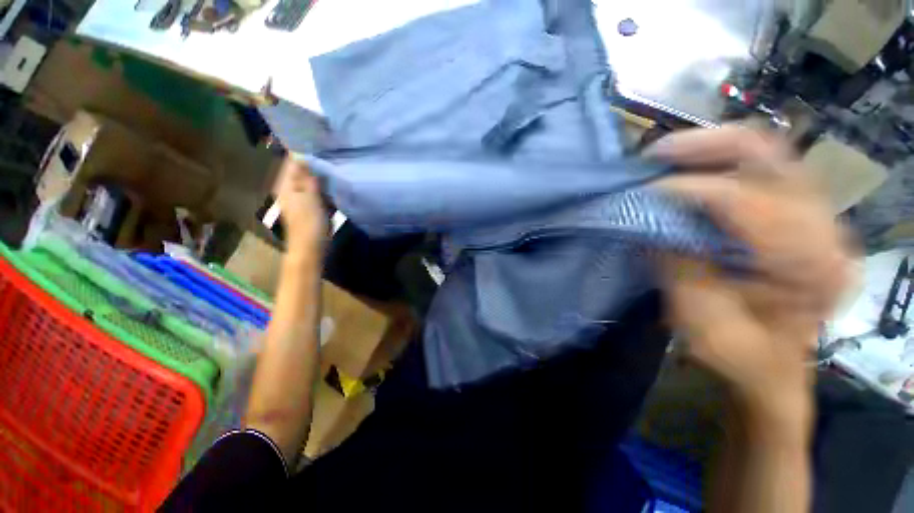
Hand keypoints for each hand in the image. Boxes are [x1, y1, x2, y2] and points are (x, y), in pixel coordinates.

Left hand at [273, 156, 326, 255]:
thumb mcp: (309, 197)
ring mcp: (301, 199)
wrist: (311, 248)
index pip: (291, 161)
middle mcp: (290, 190)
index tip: (319, 141)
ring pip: (310, 181)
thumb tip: (303, 155)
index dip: (303, 151)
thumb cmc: (309, 223)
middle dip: (314, 162)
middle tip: (331, 151)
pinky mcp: (310, 207)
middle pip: (301, 170)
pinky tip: (334, 182)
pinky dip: (324, 186)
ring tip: (335, 163)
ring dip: (320, 174)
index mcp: (285, 185)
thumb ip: (307, 177)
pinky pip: (317, 191)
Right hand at [648, 127, 850, 414]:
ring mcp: (819, 218)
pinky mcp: (805, 217)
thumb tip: (648, 222)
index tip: (641, 193)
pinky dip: (724, 163)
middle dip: (706, 146)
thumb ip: (677, 266)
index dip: (685, 190)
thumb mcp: (701, 322)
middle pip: (769, 155)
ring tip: (668, 157)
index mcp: (806, 266)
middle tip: (657, 154)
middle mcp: (825, 229)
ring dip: (713, 149)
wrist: (773, 371)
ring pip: (770, 153)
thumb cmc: (740, 356)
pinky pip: (766, 169)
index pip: (743, 200)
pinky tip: (693, 171)